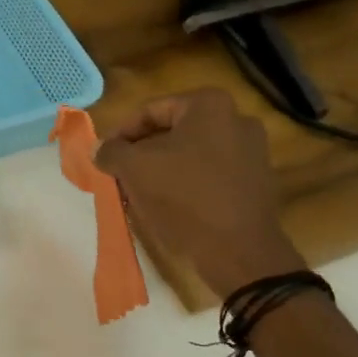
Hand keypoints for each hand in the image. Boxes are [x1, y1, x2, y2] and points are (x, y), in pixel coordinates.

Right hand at [95, 88, 304, 297]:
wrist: (239, 252)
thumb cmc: (183, 196)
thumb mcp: (133, 168)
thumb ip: (111, 151)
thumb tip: (100, 148)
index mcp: (209, 104)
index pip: (150, 111)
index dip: (121, 134)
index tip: (104, 157)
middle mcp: (237, 119)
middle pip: (172, 132)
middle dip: (142, 153)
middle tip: (119, 174)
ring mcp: (252, 151)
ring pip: (191, 154)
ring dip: (162, 169)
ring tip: (139, 193)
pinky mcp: (257, 182)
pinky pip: (211, 174)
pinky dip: (187, 184)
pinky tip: (168, 206)